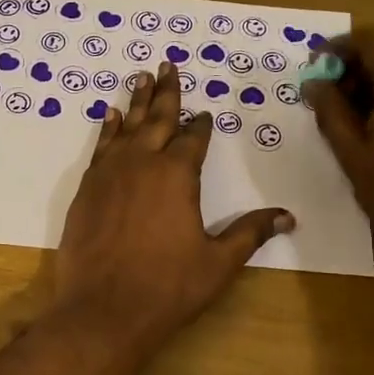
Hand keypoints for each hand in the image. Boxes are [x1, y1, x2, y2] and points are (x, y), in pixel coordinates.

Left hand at [51, 61, 293, 354]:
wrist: (103, 310)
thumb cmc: (167, 287)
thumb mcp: (218, 263)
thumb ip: (250, 233)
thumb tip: (288, 216)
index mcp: (178, 175)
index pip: (194, 138)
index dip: (201, 124)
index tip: (206, 113)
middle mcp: (142, 164)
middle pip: (158, 119)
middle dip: (166, 92)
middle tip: (166, 64)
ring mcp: (109, 174)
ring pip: (126, 127)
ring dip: (136, 102)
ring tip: (140, 76)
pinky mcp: (85, 189)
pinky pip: (100, 148)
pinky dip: (108, 129)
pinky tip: (111, 117)